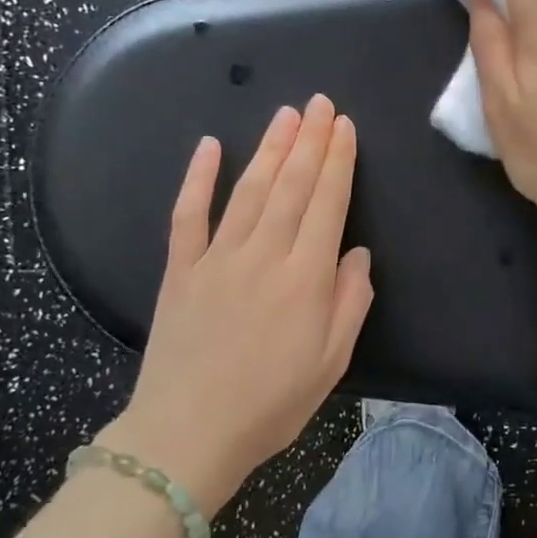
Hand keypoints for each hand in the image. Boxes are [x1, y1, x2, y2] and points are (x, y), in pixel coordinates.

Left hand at [103, 96, 373, 515]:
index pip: (327, 204)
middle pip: (290, 186)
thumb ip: (350, 301)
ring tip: (285, 114)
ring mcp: (217, 258)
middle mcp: (263, 255)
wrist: (188, 435)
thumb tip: (356, 253)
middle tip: (319, 102)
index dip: (337, 161)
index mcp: (305, 277)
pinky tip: (208, 146)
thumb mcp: (332, 361)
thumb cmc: (271, 403)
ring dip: (268, 148)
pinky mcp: (180, 269)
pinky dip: (198, 178)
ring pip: (248, 190)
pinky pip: (188, 214)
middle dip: (309, 140)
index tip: (344, 126)